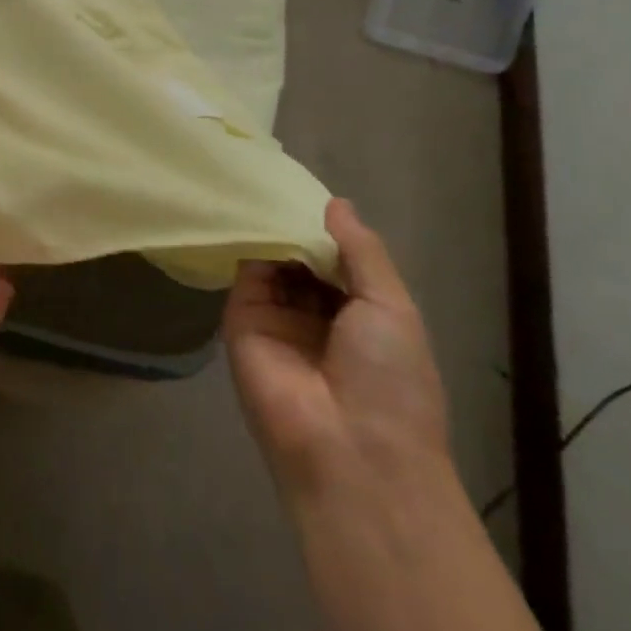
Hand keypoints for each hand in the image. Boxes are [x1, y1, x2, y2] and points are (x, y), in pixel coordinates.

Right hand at [224, 199, 448, 498]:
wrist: (348, 450)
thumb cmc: (390, 380)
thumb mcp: (391, 307)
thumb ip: (361, 251)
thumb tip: (336, 203)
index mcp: (362, 315)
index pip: (339, 261)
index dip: (328, 230)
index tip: (310, 190)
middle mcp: (316, 314)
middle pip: (301, 258)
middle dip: (295, 226)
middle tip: (277, 180)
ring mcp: (277, 317)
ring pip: (271, 262)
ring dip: (270, 230)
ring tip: (259, 186)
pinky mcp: (239, 320)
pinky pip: (242, 275)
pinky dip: (245, 245)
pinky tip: (245, 213)